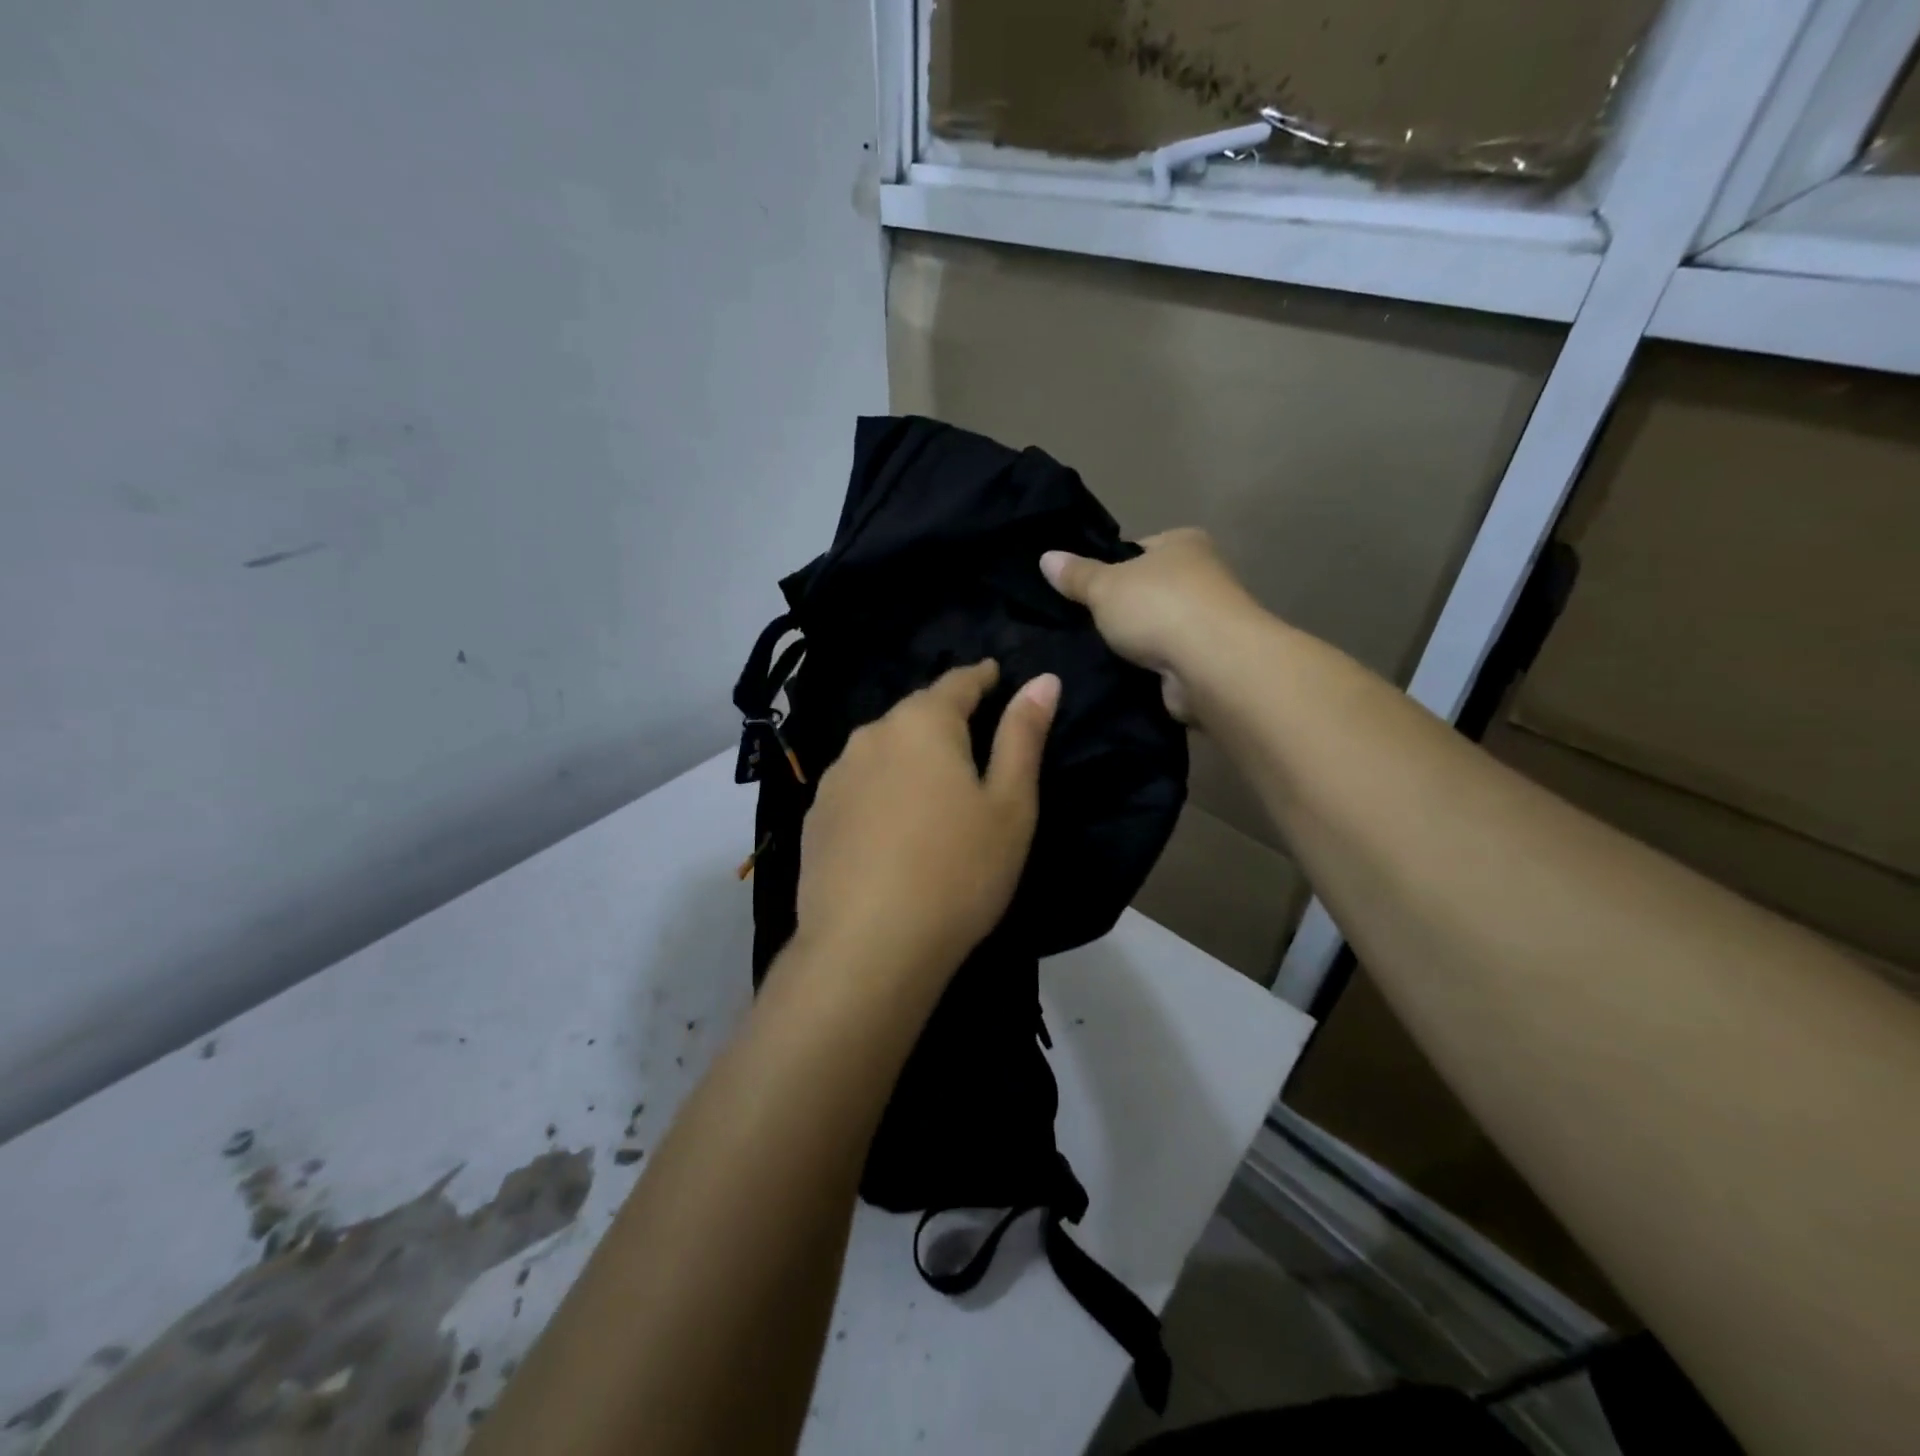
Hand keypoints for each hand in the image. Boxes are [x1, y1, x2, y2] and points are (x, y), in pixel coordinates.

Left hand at [793, 661, 1059, 983]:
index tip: (994, 675)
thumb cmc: (958, 872)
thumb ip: (1023, 736)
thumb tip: (1043, 680)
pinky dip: (880, 791)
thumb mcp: (1010, 805)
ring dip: (908, 755)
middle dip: (943, 716)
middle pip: (914, 714)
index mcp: (922, 724)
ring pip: (881, 750)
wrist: (868, 948)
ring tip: (930, 783)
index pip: (956, 682)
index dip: (981, 677)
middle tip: (971, 734)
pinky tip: (891, 824)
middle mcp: (871, 737)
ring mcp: (835, 778)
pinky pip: (857, 787)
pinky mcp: (815, 818)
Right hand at [1041, 528, 1259, 722]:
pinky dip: (1147, 668)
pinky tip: (1120, 675)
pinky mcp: (1207, 660)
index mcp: (1184, 543)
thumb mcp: (1104, 586)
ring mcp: (1208, 621)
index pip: (1139, 549)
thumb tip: (1046, 558)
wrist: (1211, 664)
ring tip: (1094, 653)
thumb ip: (1075, 575)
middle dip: (1120, 609)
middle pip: (1148, 590)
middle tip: (1081, 624)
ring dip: (1134, 642)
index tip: (1083, 589)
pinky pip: (1165, 660)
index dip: (1109, 567)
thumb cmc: (1158, 607)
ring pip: (1156, 628)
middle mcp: (1203, 576)